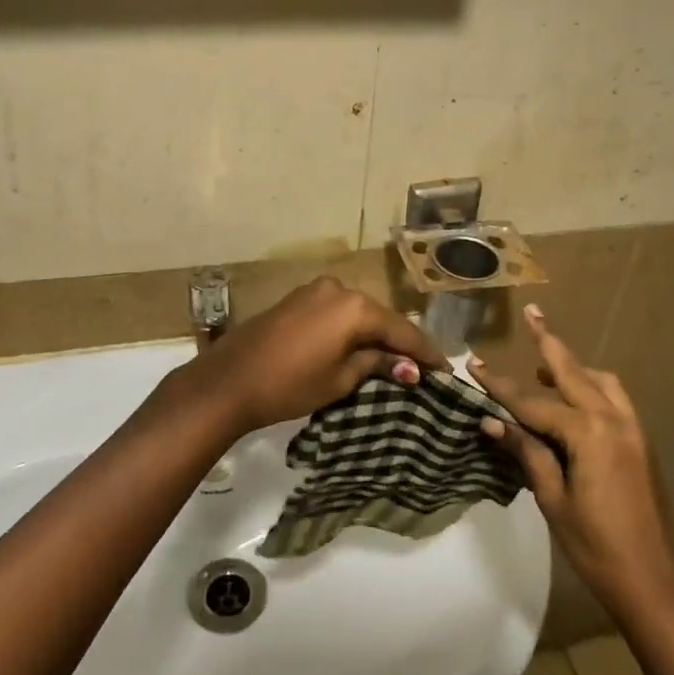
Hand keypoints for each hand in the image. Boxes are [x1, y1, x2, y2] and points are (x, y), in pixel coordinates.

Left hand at [184, 276, 445, 435]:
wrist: (227, 381)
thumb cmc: (289, 384)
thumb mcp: (339, 379)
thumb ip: (376, 365)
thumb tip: (409, 368)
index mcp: (354, 307)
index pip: (401, 330)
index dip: (425, 352)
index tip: (446, 370)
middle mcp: (338, 289)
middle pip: (380, 318)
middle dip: (400, 343)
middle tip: (423, 368)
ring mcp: (314, 291)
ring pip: (357, 314)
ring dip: (375, 335)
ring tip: (395, 361)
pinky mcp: (296, 300)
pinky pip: (336, 313)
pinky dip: (351, 330)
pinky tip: (361, 347)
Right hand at [470, 305, 673, 615]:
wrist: (655, 581)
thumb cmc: (596, 546)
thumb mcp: (553, 499)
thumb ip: (526, 453)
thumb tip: (491, 421)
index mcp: (589, 433)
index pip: (533, 403)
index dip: (499, 386)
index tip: (473, 364)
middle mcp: (614, 419)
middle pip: (573, 372)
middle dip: (549, 343)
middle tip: (533, 312)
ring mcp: (633, 429)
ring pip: (601, 382)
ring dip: (573, 368)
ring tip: (544, 369)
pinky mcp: (641, 442)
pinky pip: (614, 399)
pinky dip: (592, 388)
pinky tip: (574, 402)